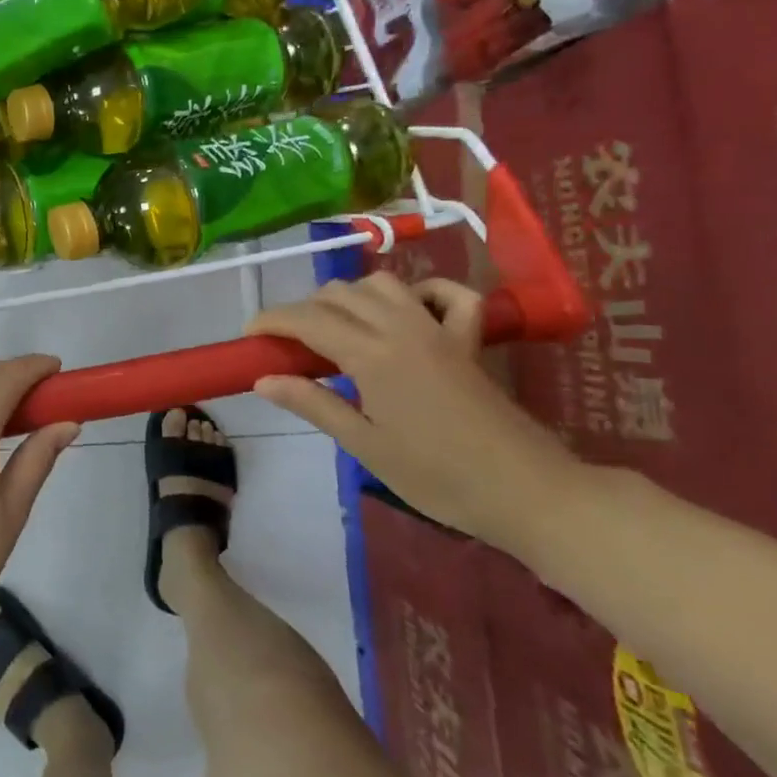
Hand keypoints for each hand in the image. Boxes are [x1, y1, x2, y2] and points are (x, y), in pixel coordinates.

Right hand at [247, 274, 579, 550]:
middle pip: (339, 295)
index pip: (308, 320)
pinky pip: (448, 295)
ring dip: (352, 296)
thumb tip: (263, 379)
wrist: (527, 492)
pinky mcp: (468, 339)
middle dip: (305, 310)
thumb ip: (312, 404)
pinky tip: (409, 312)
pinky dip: (424, 292)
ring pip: (383, 284)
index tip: (249, 334)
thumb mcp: (365, 446)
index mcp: (372, 355)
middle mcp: (402, 328)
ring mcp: (439, 329)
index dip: (272, 320)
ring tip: (338, 328)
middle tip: (290, 345)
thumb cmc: (437, 477)